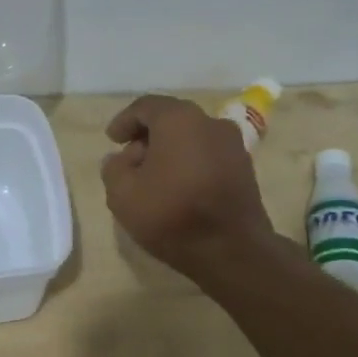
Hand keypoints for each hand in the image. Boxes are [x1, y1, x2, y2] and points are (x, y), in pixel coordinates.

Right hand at [102, 94, 277, 281]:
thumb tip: (121, 159)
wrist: (231, 250)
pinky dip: (189, 163)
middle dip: (147, 136)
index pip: (146, 107)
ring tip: (152, 178)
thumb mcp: (122, 193)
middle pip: (172, 120)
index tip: (112, 140)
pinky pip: (208, 155)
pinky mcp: (245, 169)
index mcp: (179, 120)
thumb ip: (113, 168)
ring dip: (170, 151)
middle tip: (129, 160)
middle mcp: (211, 122)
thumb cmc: (171, 214)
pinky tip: (177, 188)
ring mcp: (233, 145)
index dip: (124, 121)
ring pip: (192, 138)